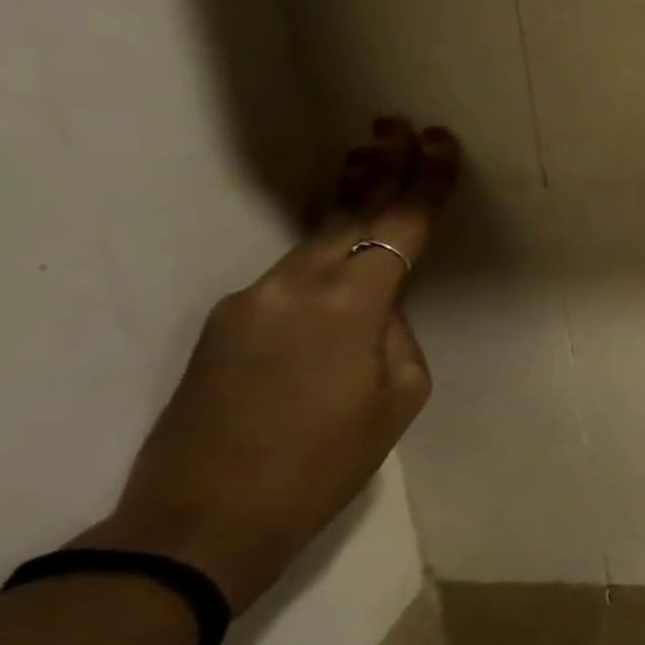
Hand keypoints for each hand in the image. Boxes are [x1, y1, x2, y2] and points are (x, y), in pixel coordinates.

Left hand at [74, 120, 460, 612]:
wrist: (204, 521)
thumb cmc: (325, 461)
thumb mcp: (398, 395)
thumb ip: (396, 333)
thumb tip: (379, 308)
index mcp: (349, 305)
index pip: (400, 226)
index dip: (425, 182)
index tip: (441, 140)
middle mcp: (294, 287)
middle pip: (348, 214)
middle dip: (379, 167)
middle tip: (395, 123)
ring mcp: (251, 301)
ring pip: (315, 241)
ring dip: (348, 203)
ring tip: (367, 160)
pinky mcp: (226, 323)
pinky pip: (291, 279)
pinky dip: (324, 257)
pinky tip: (342, 263)